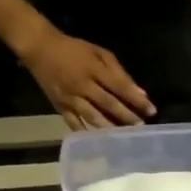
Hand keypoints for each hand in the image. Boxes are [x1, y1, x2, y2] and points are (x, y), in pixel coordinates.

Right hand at [22, 28, 153, 129]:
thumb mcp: (98, 53)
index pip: (120, 87)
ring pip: (93, 117)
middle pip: (108, 104)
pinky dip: (87, 133)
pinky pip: (74, 123)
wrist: (39, 48)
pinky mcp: (59, 107)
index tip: (152, 111)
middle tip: (141, 127)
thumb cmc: (74, 49)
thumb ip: (119, 72)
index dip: (137, 100)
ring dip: (110, 128)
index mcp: (93, 69)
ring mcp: (70, 98)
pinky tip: (100, 142)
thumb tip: (140, 93)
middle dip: (127, 117)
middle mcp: (82, 85)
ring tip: (125, 136)